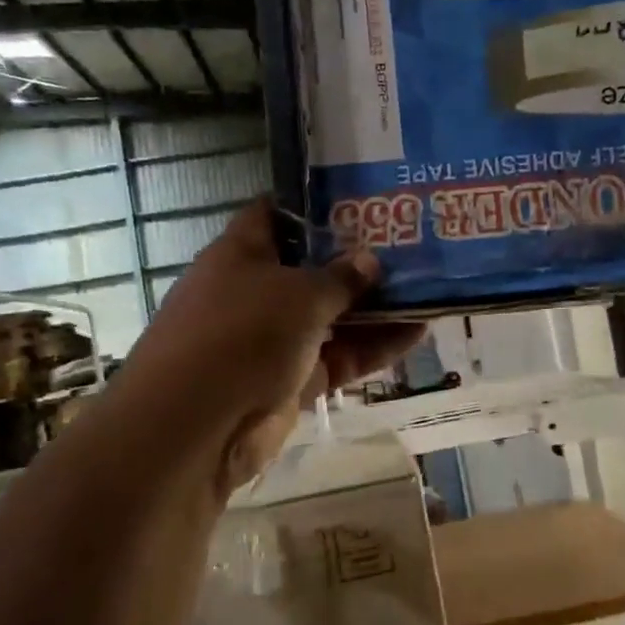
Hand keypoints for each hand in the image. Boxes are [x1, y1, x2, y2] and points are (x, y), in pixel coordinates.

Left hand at [123, 200, 424, 489]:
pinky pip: (339, 357)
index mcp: (242, 254)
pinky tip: (418, 332)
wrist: (198, 427)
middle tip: (410, 244)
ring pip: (332, 316)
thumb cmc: (242, 334)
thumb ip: (341, 277)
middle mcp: (256, 292)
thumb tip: (370, 260)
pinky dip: (373, 347)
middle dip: (358, 259)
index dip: (316, 204)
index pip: (277, 215)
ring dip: (375, 307)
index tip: (363, 197)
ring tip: (427, 287)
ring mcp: (274, 339)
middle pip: (313, 268)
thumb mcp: (299, 294)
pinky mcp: (292, 381)